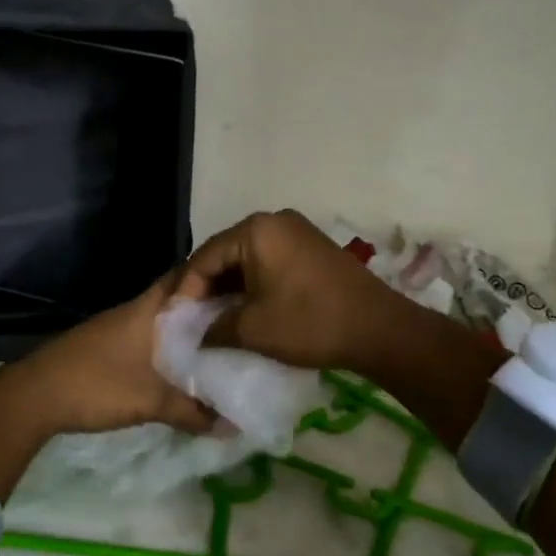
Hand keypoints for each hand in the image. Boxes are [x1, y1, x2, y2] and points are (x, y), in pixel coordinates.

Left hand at [9, 276, 220, 436]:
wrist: (34, 396)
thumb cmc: (97, 385)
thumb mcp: (150, 401)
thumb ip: (192, 412)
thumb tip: (234, 425)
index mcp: (146, 309)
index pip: (185, 277)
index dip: (213, 278)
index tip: (242, 288)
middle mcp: (132, 311)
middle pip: (175, 300)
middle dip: (204, 309)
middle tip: (238, 322)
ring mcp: (114, 328)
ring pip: (159, 322)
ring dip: (183, 331)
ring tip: (217, 346)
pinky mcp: (104, 346)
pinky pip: (144, 338)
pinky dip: (163, 347)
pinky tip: (176, 367)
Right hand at [173, 209, 409, 373]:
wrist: (379, 330)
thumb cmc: (310, 324)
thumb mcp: (253, 329)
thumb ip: (214, 328)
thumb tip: (197, 334)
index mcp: (256, 230)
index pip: (205, 257)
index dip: (187, 290)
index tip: (176, 320)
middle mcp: (275, 221)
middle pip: (226, 253)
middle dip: (208, 287)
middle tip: (193, 319)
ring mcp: (297, 232)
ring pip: (248, 259)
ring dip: (231, 287)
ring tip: (216, 319)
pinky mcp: (312, 248)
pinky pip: (270, 261)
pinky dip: (254, 284)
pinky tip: (247, 309)